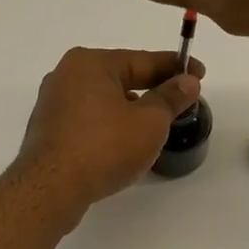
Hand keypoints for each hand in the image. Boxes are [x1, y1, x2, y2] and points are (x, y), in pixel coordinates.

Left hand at [14, 47, 204, 218]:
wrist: (51, 189)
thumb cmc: (104, 147)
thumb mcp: (150, 122)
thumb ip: (171, 98)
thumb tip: (188, 82)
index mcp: (90, 63)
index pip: (143, 60)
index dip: (176, 67)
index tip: (199, 73)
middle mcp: (67, 75)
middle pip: (121, 78)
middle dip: (153, 89)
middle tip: (181, 102)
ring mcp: (54, 104)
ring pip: (104, 101)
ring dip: (131, 110)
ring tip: (156, 127)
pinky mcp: (49, 131)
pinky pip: (89, 120)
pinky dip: (110, 126)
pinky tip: (124, 144)